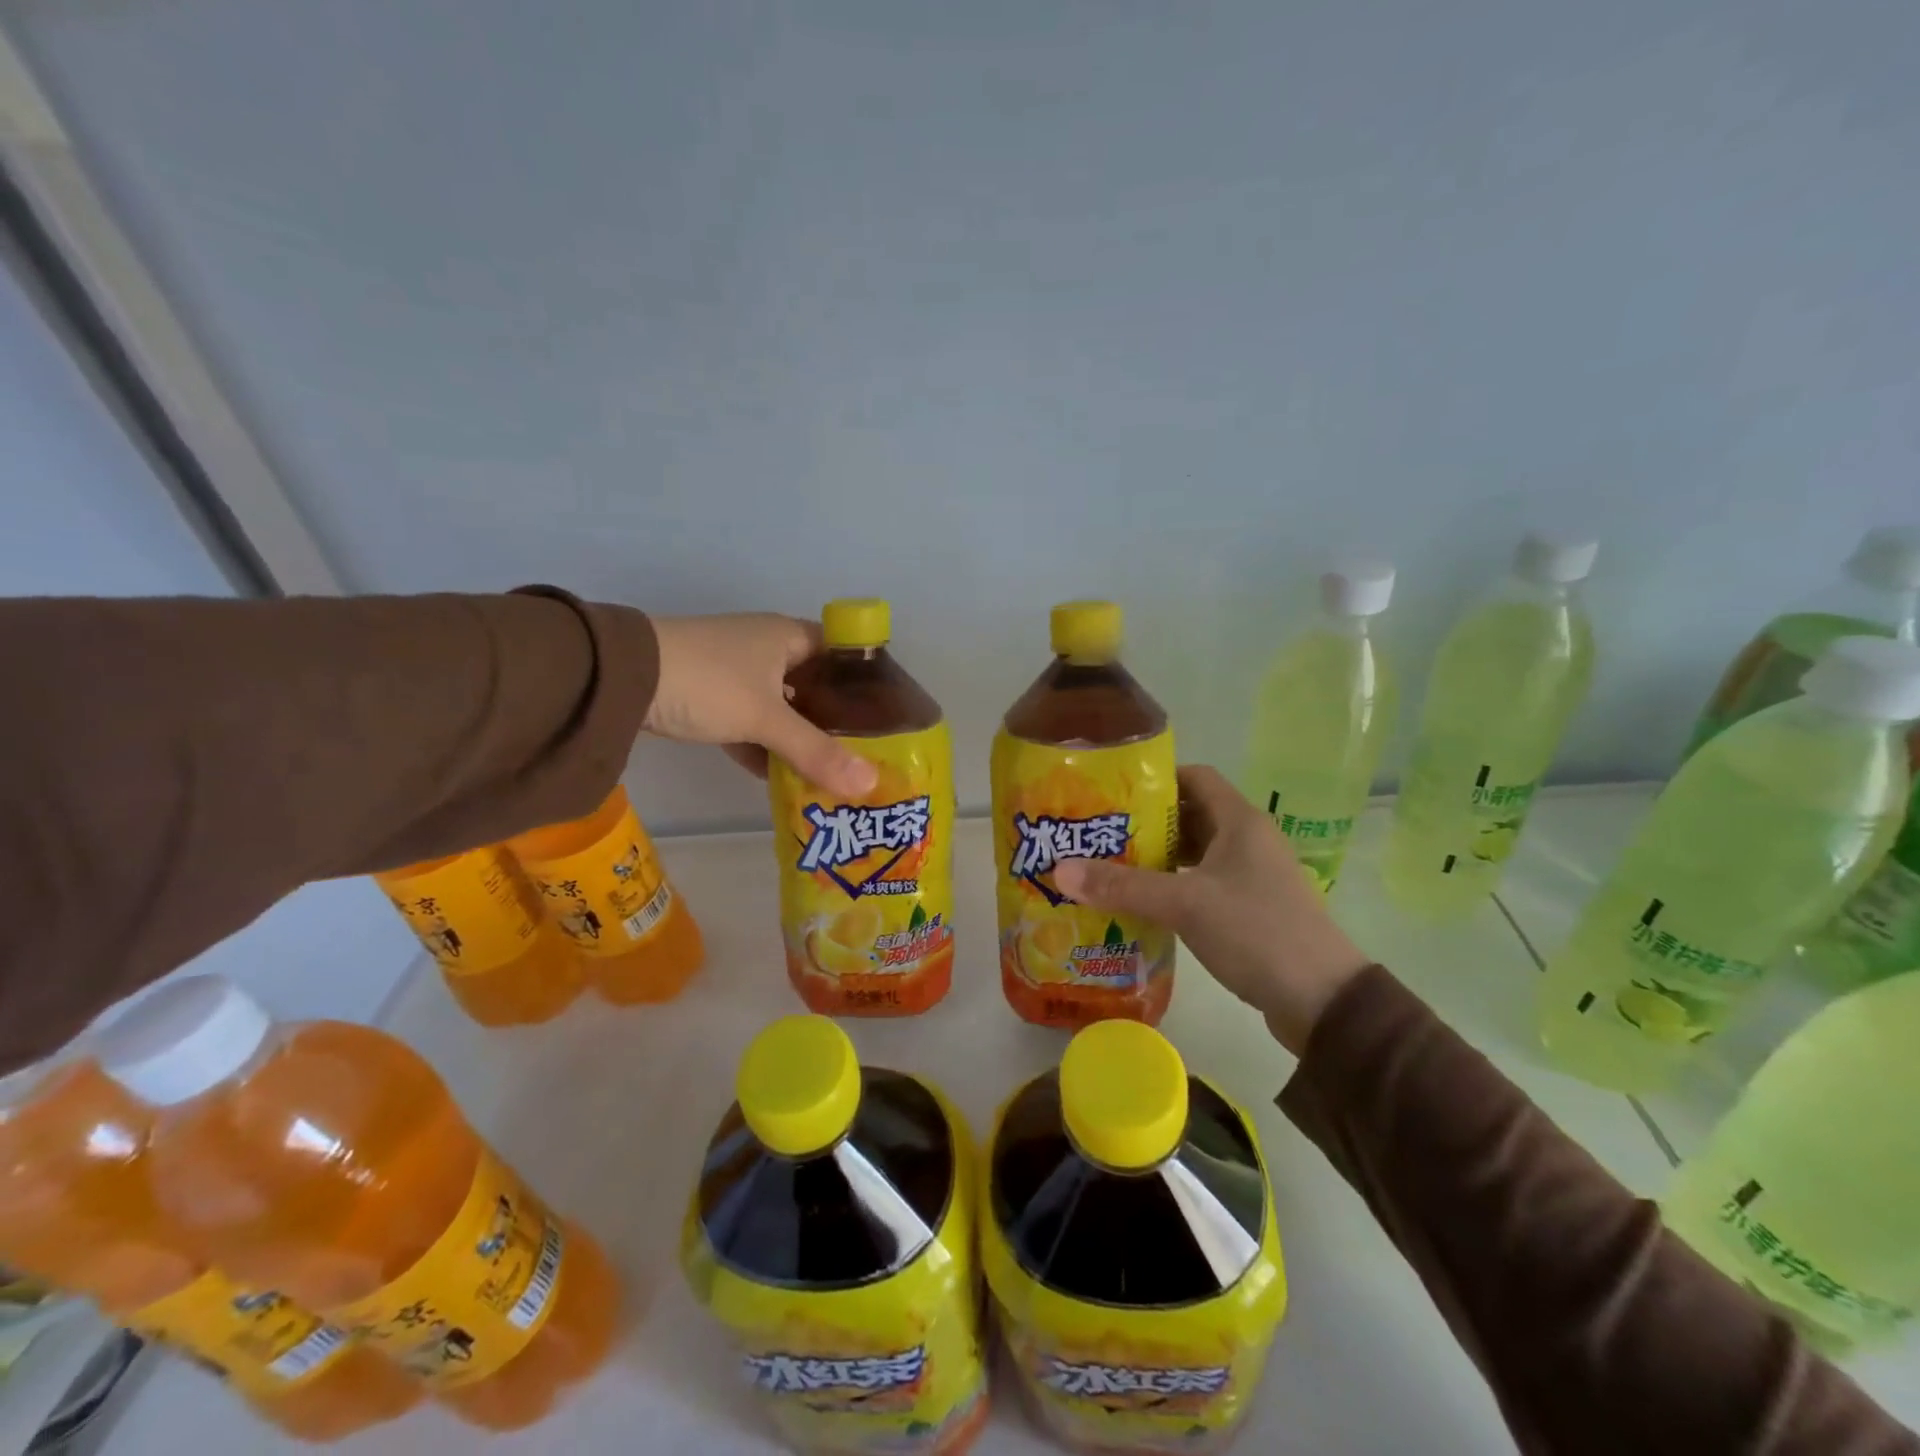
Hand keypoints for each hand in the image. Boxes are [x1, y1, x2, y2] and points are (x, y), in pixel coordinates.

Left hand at [644, 614, 877, 799]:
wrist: (621, 679)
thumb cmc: (708, 682)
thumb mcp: (765, 718)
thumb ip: (816, 752)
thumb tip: (868, 786)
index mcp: (787, 637)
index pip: (841, 653)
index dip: (865, 682)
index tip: (886, 718)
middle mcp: (766, 649)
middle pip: (813, 686)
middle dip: (835, 721)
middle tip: (864, 755)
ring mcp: (736, 674)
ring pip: (781, 708)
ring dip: (799, 739)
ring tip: (831, 773)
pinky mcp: (710, 698)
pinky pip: (751, 725)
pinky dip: (764, 749)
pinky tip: (780, 780)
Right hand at [1051, 765, 1368, 1053]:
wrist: (1323, 1001)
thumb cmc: (1256, 932)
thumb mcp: (1184, 904)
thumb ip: (1122, 886)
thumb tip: (1059, 869)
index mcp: (1240, 821)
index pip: (1194, 777)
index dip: (1155, 779)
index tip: (1111, 792)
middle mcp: (1248, 840)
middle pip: (1190, 814)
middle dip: (1146, 822)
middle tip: (1099, 832)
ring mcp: (1252, 875)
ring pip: (1196, 852)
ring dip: (1158, 857)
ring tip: (1110, 866)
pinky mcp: (1251, 908)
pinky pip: (1204, 883)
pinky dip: (1174, 885)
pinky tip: (1142, 903)